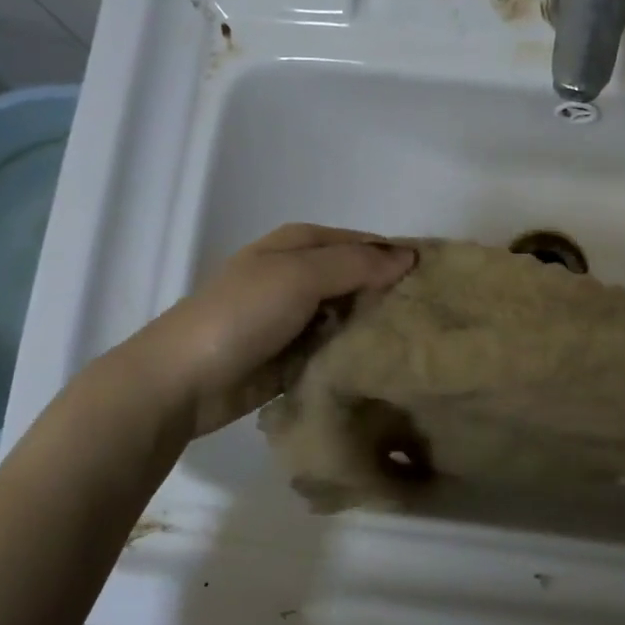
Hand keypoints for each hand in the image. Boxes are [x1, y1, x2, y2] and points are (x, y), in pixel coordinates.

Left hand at [133, 223, 415, 434]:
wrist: (183, 380)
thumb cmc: (241, 315)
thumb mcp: (299, 276)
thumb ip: (356, 264)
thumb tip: (410, 256)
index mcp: (300, 244)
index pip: (366, 243)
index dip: (400, 258)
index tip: (441, 282)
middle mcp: (301, 275)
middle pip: (361, 280)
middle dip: (394, 296)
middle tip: (438, 320)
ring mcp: (298, 318)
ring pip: (353, 317)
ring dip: (378, 329)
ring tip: (423, 346)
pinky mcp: (296, 356)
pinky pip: (338, 349)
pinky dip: (358, 355)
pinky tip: (389, 367)